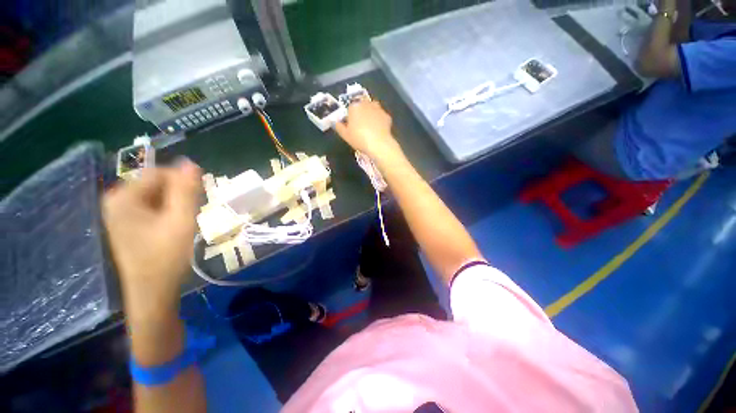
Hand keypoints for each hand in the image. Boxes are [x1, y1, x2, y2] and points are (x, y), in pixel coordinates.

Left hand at [103, 160, 202, 321]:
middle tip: (190, 215)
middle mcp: (116, 200)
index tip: (197, 201)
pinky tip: (174, 227)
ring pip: (157, 195)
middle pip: (157, 183)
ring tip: (183, 222)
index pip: (160, 173)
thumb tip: (191, 163)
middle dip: (178, 195)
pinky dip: (167, 212)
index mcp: (123, 197)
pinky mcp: (127, 223)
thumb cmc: (166, 257)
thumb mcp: (181, 221)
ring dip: (175, 204)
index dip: (183, 184)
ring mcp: (120, 213)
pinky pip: (152, 206)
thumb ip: (186, 190)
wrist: (152, 291)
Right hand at [333, 101, 403, 161]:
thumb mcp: (345, 135)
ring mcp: (378, 109)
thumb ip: (339, 127)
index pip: (350, 109)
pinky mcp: (387, 116)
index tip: (351, 126)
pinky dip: (379, 122)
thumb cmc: (359, 139)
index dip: (350, 117)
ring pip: (372, 110)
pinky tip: (378, 131)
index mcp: (354, 106)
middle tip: (361, 127)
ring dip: (371, 115)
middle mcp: (366, 104)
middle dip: (361, 114)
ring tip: (370, 128)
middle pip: (362, 107)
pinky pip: (381, 117)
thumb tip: (335, 122)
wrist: (379, 144)